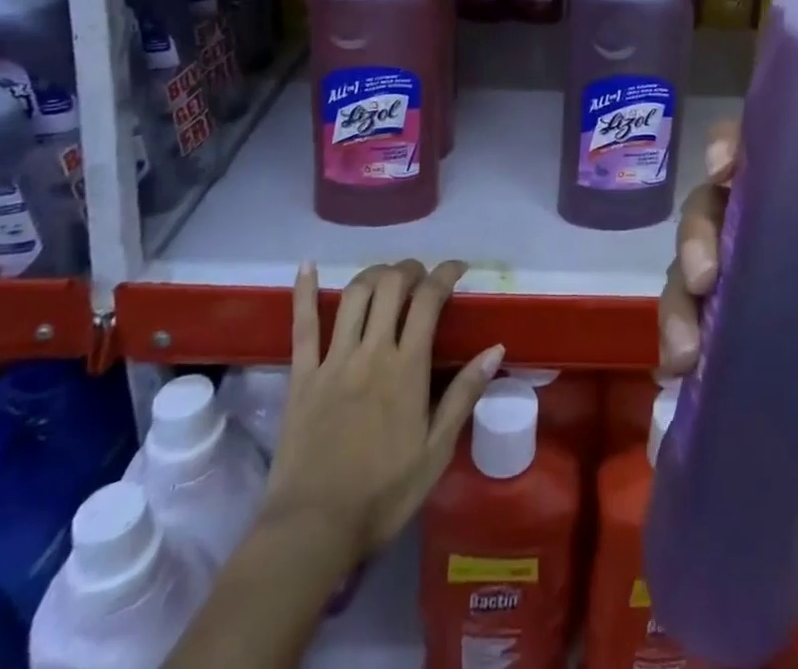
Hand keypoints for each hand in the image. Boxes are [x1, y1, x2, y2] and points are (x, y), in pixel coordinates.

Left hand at [265, 260, 504, 565]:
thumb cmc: (382, 495)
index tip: (458, 269)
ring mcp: (333, 360)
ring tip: (386, 278)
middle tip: (421, 277)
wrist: (312, 530)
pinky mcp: (301, 376)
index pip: (429, 300)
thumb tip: (496, 349)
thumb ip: (464, 395)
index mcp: (407, 368)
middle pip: (391, 286)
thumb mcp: (436, 451)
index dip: (445, 273)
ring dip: (374, 275)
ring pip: (354, 295)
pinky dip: (304, 291)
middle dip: (410, 269)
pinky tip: (307, 265)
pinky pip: (303, 325)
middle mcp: (372, 351)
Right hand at [659, 122, 797, 557]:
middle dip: (696, 236)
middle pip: (705, 210)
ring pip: (683, 266)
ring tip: (687, 349)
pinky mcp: (707, 324)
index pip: (751, 160)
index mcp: (789, 210)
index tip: (721, 166)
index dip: (727, 147)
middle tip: (704, 275)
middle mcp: (748, 234)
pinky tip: (680, 366)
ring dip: (678, 300)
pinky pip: (679, 317)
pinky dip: (674, 336)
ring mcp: (724, 280)